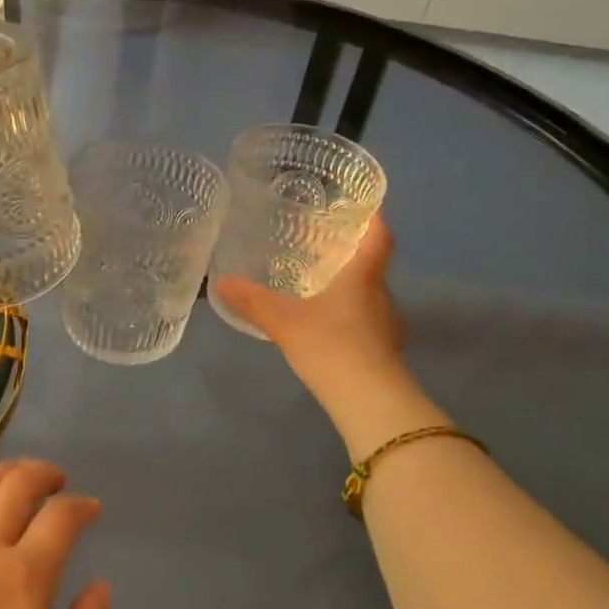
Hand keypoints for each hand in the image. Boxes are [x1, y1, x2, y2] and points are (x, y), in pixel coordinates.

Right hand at [214, 216, 407, 402]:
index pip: (379, 237)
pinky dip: (351, 319)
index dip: (374, 218)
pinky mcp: (386, 353)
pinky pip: (368, 324)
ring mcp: (388, 327)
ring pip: (370, 297)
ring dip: (350, 290)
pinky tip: (328, 329)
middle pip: (372, 267)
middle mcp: (382, 296)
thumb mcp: (283, 322)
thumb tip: (220, 281)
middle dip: (351, 256)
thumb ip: (252, 301)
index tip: (363, 206)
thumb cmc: (331, 347)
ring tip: (320, 288)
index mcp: (363, 277)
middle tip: (322, 248)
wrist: (370, 402)